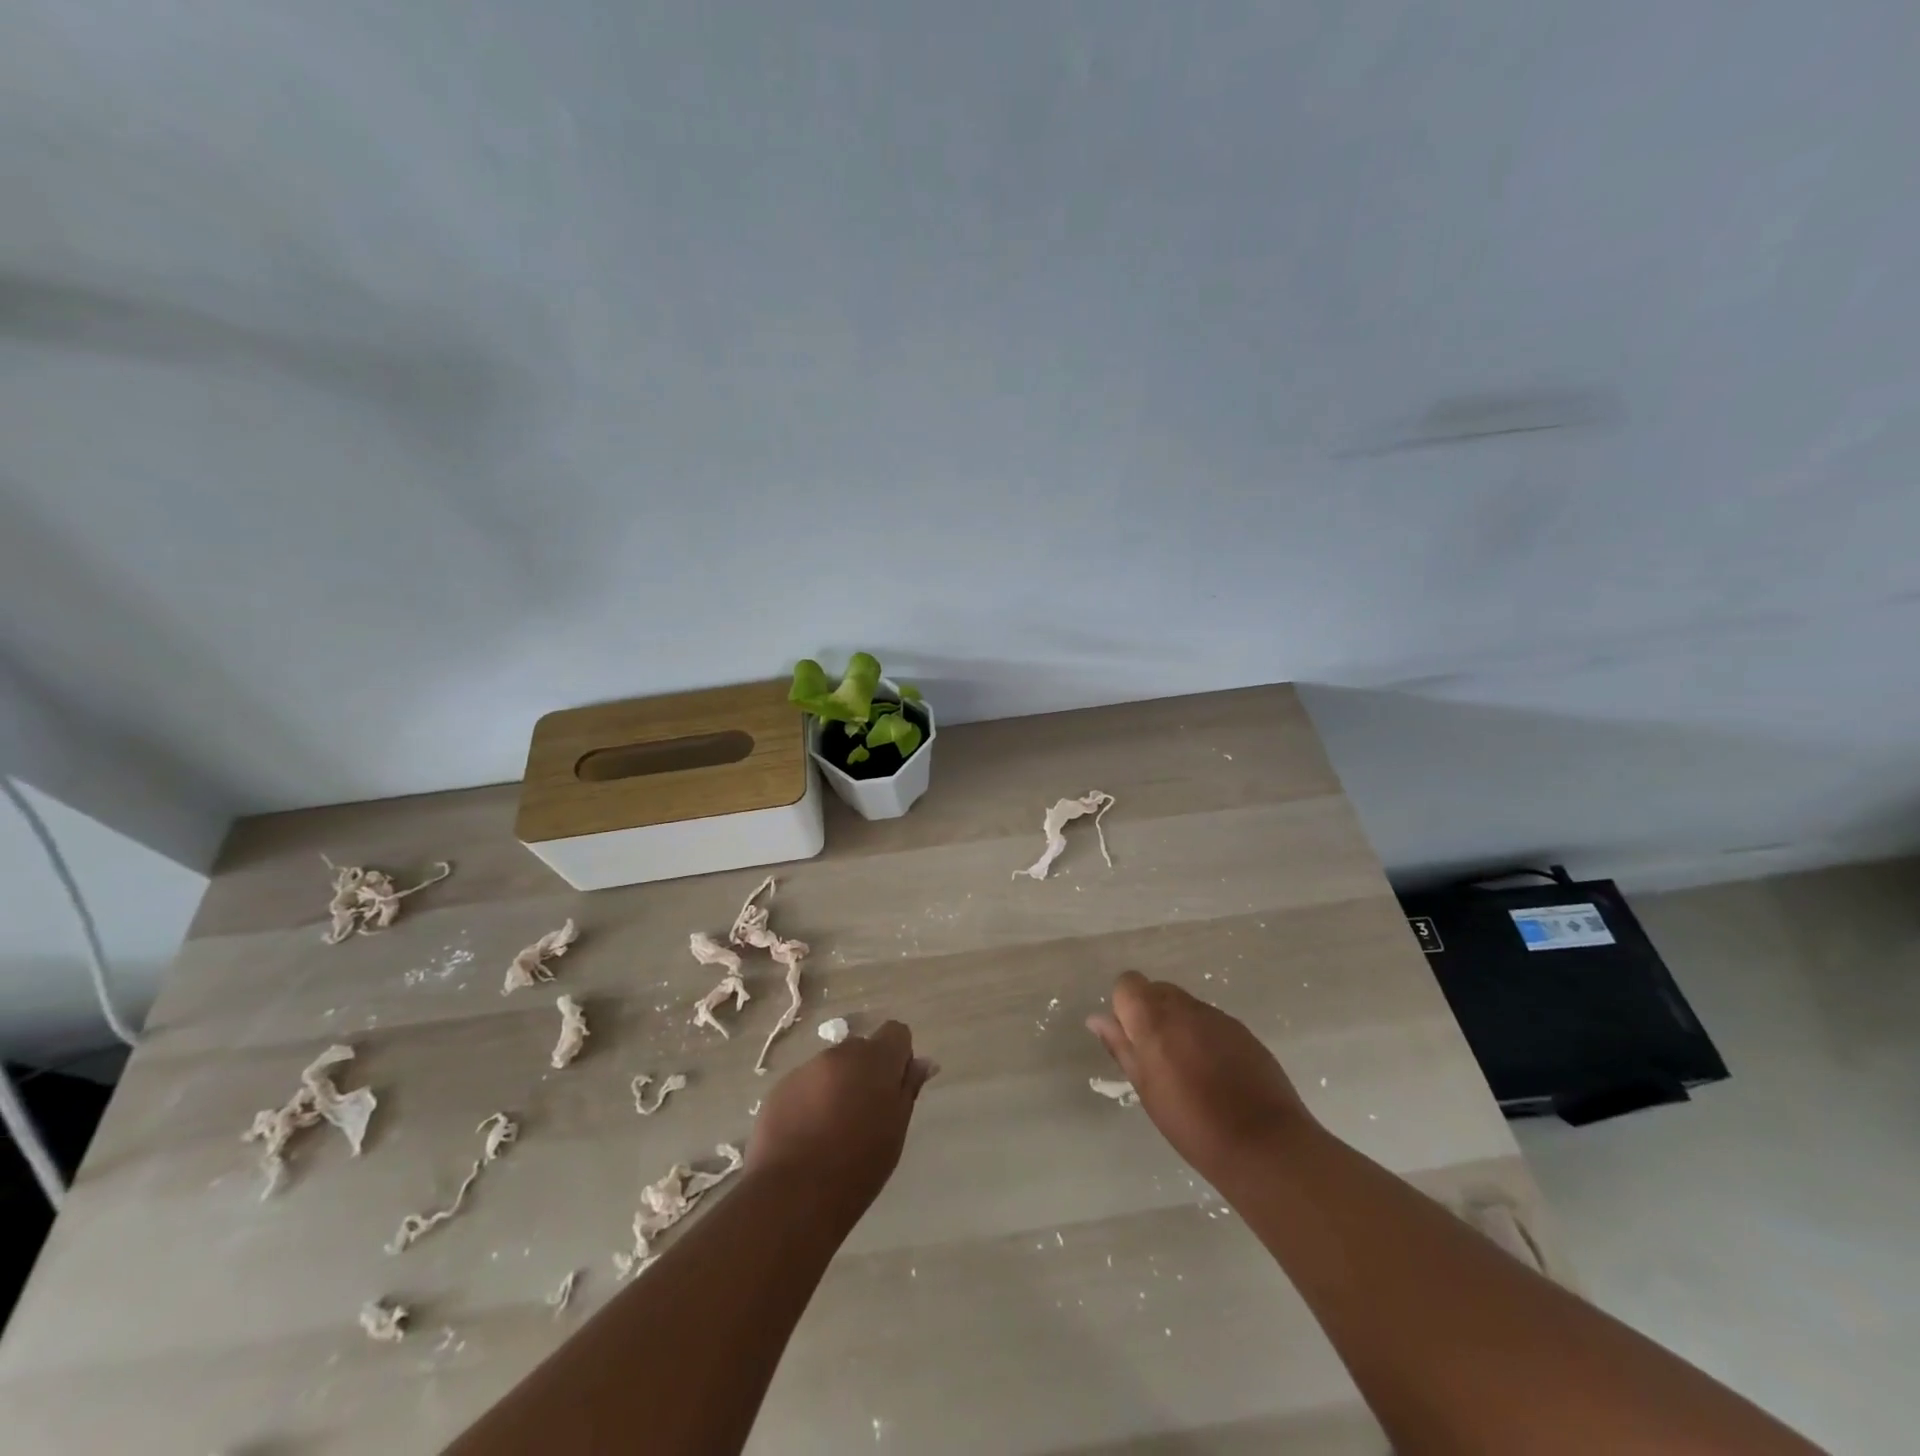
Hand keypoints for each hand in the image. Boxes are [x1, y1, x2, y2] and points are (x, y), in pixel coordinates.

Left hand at [747, 1021, 936, 1219]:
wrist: (793, 1195)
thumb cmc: (858, 1166)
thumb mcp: (895, 1130)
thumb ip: (908, 1088)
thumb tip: (924, 1062)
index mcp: (875, 1059)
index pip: (896, 1032)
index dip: (899, 1057)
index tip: (893, 1090)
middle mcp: (840, 1053)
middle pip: (861, 1049)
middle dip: (865, 1072)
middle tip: (863, 1115)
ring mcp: (806, 1068)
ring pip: (831, 1068)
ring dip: (836, 1086)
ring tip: (830, 1131)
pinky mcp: (780, 1088)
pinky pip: (804, 1085)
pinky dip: (809, 1101)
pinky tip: (805, 1137)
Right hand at [1088, 971, 1310, 1176]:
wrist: (1265, 1144)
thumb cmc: (1192, 1124)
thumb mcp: (1146, 1089)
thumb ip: (1121, 1047)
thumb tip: (1097, 1019)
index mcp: (1154, 1019)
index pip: (1128, 983)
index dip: (1124, 1006)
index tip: (1131, 1039)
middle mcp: (1185, 1007)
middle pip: (1156, 990)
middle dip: (1150, 1013)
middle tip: (1155, 1056)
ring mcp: (1217, 1016)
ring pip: (1185, 1005)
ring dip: (1178, 1025)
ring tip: (1187, 1069)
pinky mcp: (1242, 1030)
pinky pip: (1210, 1020)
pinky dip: (1204, 1036)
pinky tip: (1215, 1072)